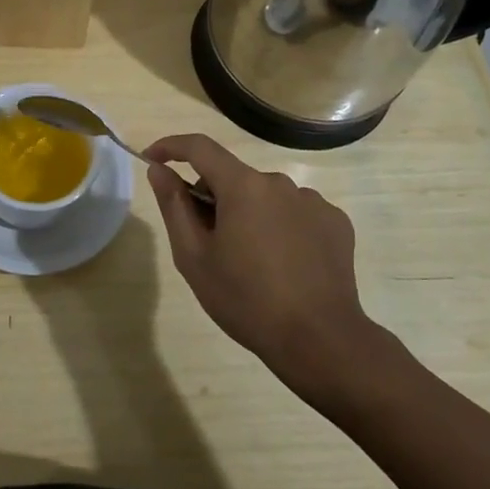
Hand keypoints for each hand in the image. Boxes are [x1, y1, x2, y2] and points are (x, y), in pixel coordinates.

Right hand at [143, 133, 375, 387]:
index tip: (153, 158)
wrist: (320, 341)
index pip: (199, 147)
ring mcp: (313, 201)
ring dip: (249, 214)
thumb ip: (174, 206)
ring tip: (251, 261)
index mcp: (243, 186)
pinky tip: (285, 264)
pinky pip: (295, 212)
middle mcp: (279, 182)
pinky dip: (281, 227)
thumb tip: (159, 169)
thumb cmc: (246, 300)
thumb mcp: (194, 257)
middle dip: (213, 198)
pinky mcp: (335, 222)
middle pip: (233, 177)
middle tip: (207, 242)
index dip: (171, 147)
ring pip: (265, 196)